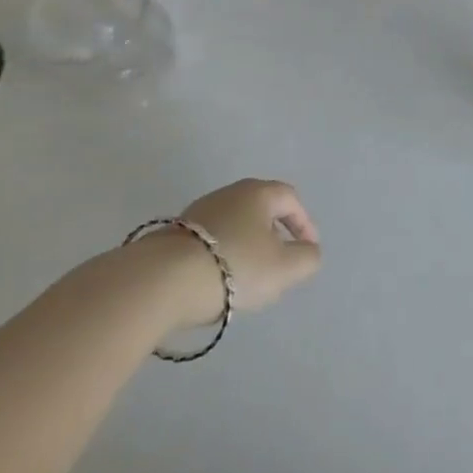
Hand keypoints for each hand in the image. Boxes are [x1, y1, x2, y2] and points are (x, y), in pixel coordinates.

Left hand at [132, 179, 322, 326]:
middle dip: (275, 234)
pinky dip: (224, 254)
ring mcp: (199, 211)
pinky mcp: (176, 233)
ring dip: (248, 246)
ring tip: (250, 277)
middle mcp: (229, 193)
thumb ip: (307, 258)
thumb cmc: (235, 266)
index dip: (304, 223)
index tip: (308, 250)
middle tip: (281, 262)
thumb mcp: (284, 268)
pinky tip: (219, 280)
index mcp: (258, 193)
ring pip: (235, 224)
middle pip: (261, 209)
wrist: (164, 280)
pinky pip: (212, 239)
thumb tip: (308, 251)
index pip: (290, 198)